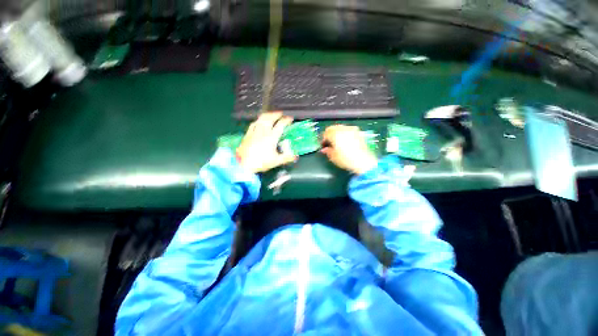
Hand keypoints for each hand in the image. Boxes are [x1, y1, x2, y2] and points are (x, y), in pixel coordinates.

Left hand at [236, 112, 296, 172]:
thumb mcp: (276, 161)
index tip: (290, 118)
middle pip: (270, 118)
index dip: (286, 120)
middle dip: (276, 114)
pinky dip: (258, 120)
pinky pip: (253, 123)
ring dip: (267, 115)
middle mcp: (263, 132)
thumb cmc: (260, 162)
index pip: (280, 125)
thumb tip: (296, 156)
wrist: (243, 164)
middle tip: (281, 114)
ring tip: (271, 115)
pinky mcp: (248, 134)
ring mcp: (254, 132)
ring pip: (261, 119)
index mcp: (271, 137)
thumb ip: (287, 158)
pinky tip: (259, 121)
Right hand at [321, 125, 377, 174]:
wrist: (363, 161)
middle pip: (333, 128)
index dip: (323, 139)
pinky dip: (345, 134)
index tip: (323, 146)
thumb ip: (327, 151)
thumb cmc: (345, 159)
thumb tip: (324, 149)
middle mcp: (343, 129)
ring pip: (341, 128)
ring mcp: (352, 130)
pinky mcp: (359, 133)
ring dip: (337, 133)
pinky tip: (346, 142)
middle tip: (329, 143)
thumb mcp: (333, 157)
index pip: (325, 133)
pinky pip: (348, 130)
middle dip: (330, 135)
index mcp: (334, 134)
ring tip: (337, 142)